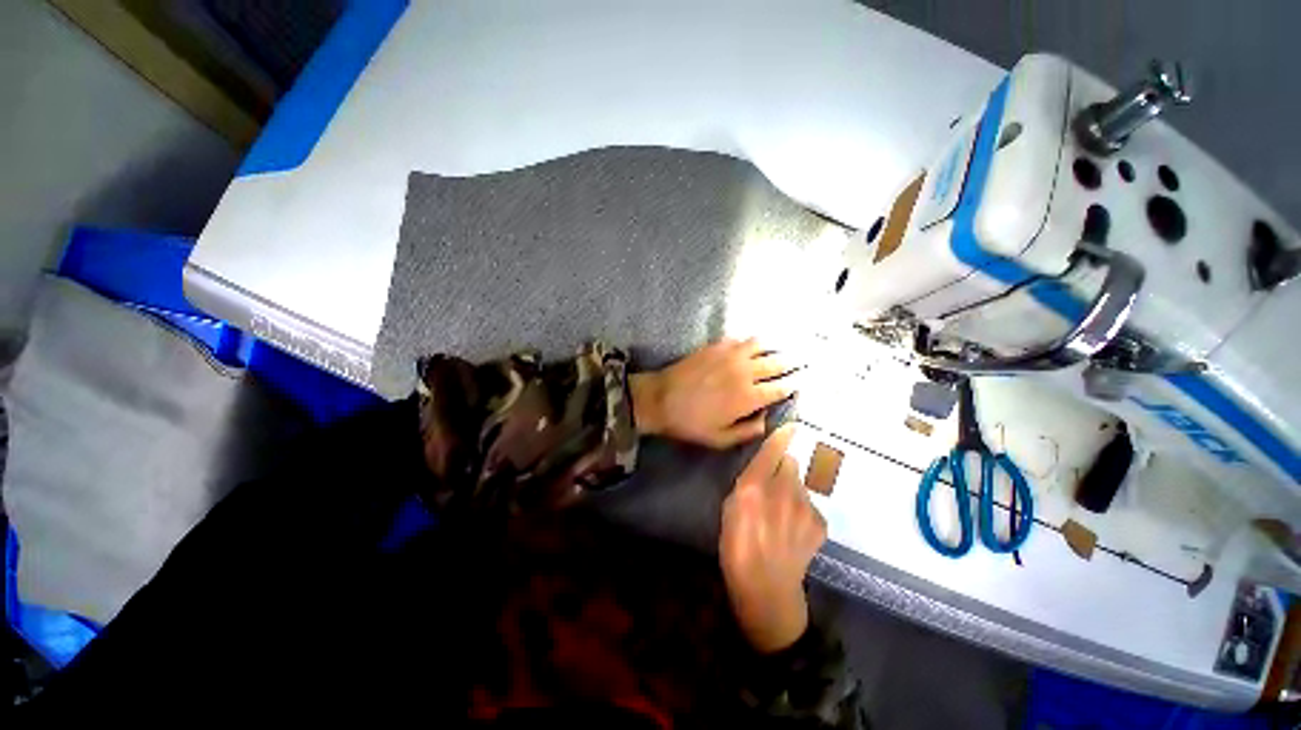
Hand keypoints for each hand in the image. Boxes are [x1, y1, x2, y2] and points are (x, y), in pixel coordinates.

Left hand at [629, 339, 796, 448]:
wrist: (660, 398)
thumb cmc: (690, 423)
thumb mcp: (720, 439)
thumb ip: (748, 431)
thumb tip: (767, 421)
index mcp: (749, 396)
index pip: (781, 388)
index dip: (795, 384)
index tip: (803, 381)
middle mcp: (745, 372)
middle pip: (777, 363)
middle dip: (792, 362)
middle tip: (802, 360)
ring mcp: (730, 355)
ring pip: (761, 346)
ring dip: (775, 348)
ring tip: (782, 349)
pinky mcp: (716, 346)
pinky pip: (741, 339)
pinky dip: (752, 342)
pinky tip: (753, 344)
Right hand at [720, 425, 826, 652]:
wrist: (767, 589)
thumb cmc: (736, 547)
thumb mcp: (729, 509)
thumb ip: (746, 483)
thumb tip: (760, 469)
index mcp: (754, 486)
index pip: (774, 449)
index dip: (783, 435)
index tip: (792, 425)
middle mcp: (783, 490)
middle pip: (791, 463)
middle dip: (783, 467)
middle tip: (773, 484)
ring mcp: (805, 506)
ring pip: (801, 483)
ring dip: (792, 489)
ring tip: (782, 512)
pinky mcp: (819, 523)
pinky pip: (810, 505)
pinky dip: (802, 510)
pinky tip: (794, 529)